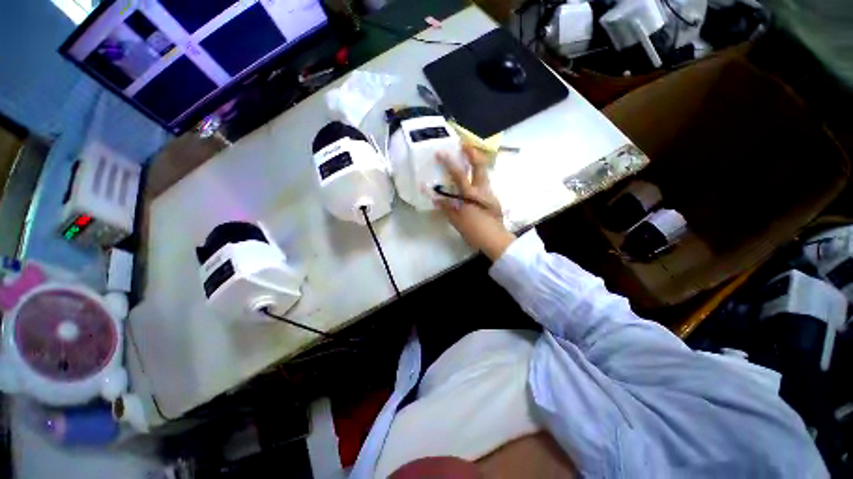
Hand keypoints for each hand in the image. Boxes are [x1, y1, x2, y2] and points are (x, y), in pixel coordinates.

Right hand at [434, 145, 515, 260]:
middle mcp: (483, 190)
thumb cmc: (475, 231)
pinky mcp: (493, 199)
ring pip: (484, 174)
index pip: (459, 174)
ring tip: (468, 160)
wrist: (495, 240)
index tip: (441, 153)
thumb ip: (447, 208)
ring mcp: (490, 194)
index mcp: (471, 195)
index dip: (449, 162)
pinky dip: (478, 178)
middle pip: (480, 166)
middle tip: (465, 145)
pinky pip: (484, 184)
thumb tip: (436, 199)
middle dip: (473, 153)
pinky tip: (472, 184)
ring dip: (477, 164)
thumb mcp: (457, 221)